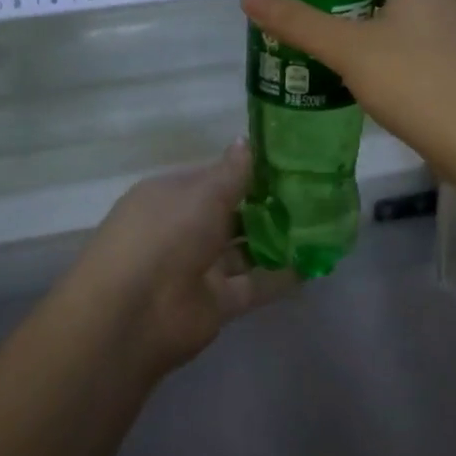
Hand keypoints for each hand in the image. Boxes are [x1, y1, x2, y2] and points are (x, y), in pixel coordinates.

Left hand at [65, 140, 296, 375]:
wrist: (133, 314)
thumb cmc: (165, 235)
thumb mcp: (202, 194)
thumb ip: (231, 173)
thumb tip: (245, 141)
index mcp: (171, 195)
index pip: (213, 177)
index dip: (247, 171)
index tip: (288, 163)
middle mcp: (184, 228)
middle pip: (230, 213)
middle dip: (266, 205)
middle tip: (314, 194)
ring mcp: (200, 267)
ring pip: (243, 249)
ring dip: (275, 240)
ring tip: (321, 226)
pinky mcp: (216, 302)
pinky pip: (253, 285)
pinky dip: (279, 277)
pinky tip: (313, 264)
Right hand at [239, 0, 455, 187]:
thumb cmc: (420, 81)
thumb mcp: (351, 49)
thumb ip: (299, 22)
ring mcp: (447, 27)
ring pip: (394, 2)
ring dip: (355, 5)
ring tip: (311, 15)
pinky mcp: (448, 60)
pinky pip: (403, 34)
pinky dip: (373, 35)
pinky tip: (346, 58)